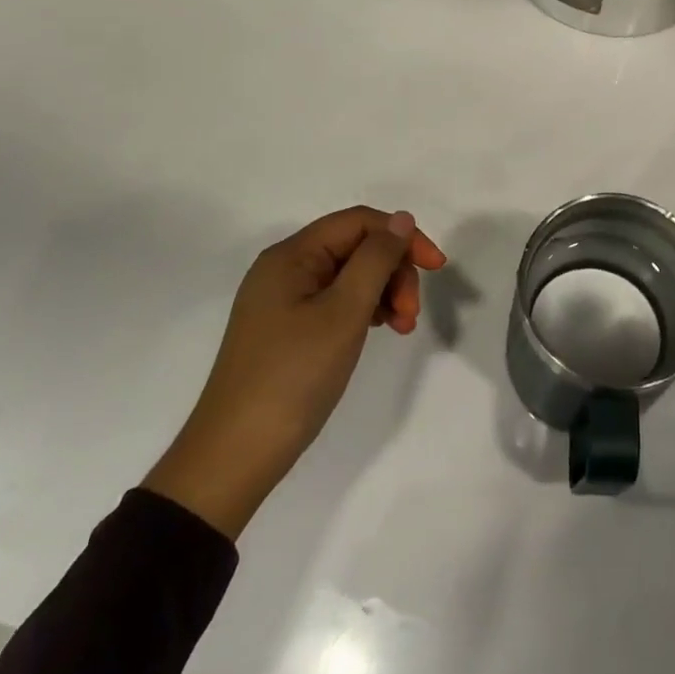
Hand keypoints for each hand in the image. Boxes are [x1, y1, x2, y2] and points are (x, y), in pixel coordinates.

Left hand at [145, 206, 447, 538]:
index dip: (402, 237)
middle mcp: (285, 268)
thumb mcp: (343, 312)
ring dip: (384, 293)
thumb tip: (402, 219)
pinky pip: (337, 301)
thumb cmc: (293, 376)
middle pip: (356, 247)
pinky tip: (381, 331)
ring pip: (350, 276)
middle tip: (412, 314)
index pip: (359, 222)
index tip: (437, 268)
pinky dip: (366, 310)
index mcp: (292, 255)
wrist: (236, 454)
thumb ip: (376, 259)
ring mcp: (285, 300)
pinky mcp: (288, 328)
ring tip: (402, 329)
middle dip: (393, 271)